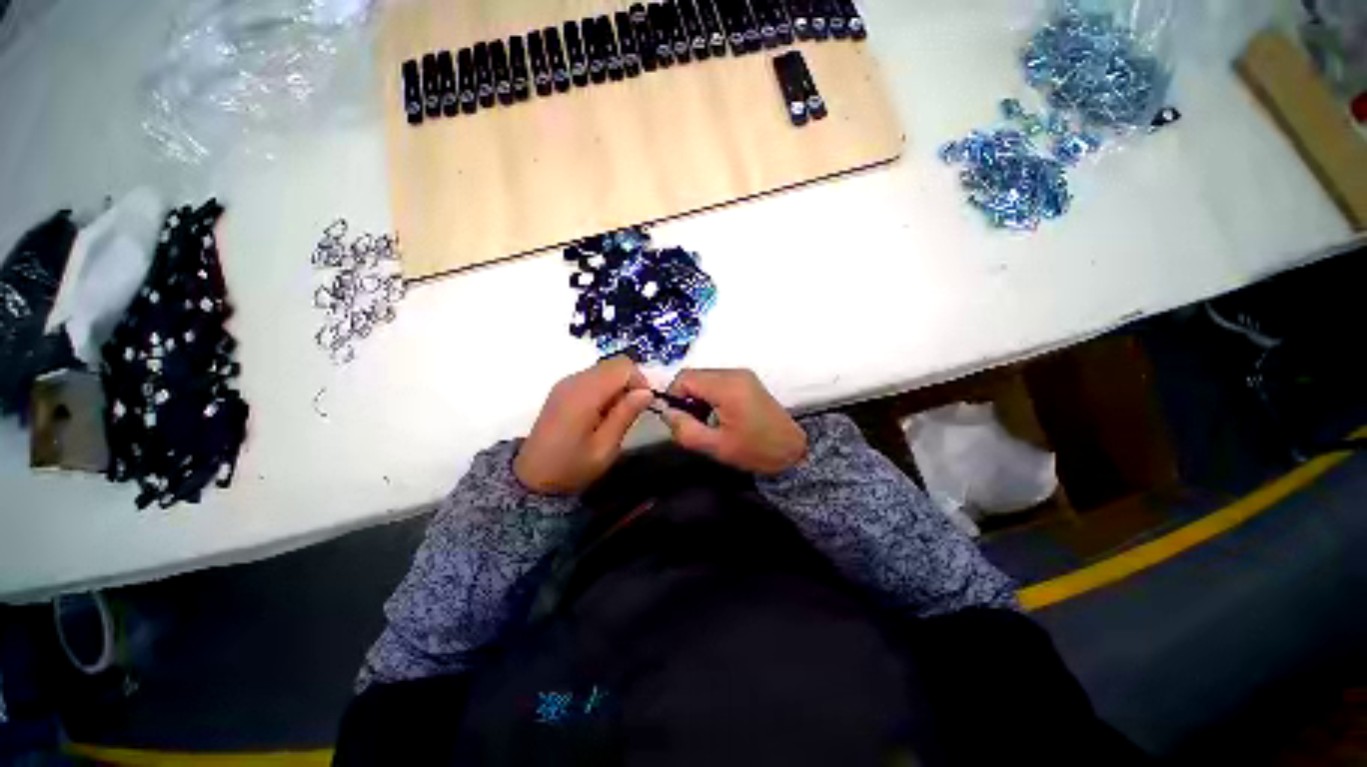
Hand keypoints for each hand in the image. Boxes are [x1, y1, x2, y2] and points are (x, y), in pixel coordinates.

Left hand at [515, 358, 653, 494]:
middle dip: (631, 381)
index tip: (644, 404)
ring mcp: (566, 383)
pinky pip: (593, 377)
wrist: (533, 479)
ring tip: (618, 413)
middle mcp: (574, 381)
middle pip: (614, 363)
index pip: (622, 367)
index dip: (640, 380)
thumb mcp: (605, 448)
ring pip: (604, 368)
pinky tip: (603, 411)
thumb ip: (625, 415)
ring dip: (619, 384)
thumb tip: (647, 392)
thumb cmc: (572, 467)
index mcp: (584, 394)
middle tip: (633, 409)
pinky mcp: (563, 389)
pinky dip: (606, 387)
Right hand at [661, 369, 806, 474]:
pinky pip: (717, 381)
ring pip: (704, 378)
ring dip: (697, 397)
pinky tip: (718, 415)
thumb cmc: (756, 450)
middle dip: (686, 398)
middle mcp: (734, 373)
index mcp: (727, 387)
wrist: (793, 450)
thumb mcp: (716, 447)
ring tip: (706, 421)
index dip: (673, 396)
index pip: (685, 378)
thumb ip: (685, 429)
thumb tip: (666, 413)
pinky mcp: (747, 380)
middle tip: (693, 423)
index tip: (677, 418)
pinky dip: (710, 395)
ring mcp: (742, 375)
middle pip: (694, 376)